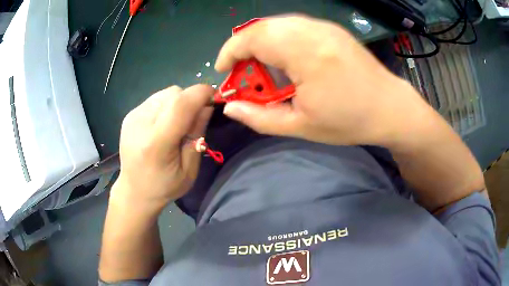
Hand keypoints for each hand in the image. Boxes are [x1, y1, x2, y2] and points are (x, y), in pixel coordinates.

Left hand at [111, 85, 213, 209]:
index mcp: (157, 142)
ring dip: (178, 102)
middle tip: (193, 120)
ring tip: (176, 124)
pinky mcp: (130, 115)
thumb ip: (197, 135)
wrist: (134, 191)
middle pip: (174, 93)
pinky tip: (163, 124)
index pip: (181, 104)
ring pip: (166, 93)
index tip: (215, 97)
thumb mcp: (189, 169)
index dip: (201, 94)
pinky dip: (166, 106)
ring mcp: (133, 117)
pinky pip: (156, 99)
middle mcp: (141, 123)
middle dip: (190, 100)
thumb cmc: (164, 186)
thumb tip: (207, 106)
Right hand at [215, 15, 429, 146]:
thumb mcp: (301, 127)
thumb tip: (230, 108)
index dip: (230, 51)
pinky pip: (294, 25)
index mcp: (305, 54)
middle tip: (244, 73)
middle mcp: (313, 31)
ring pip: (277, 23)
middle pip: (262, 27)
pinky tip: (285, 58)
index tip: (223, 70)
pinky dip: (279, 38)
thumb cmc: (349, 121)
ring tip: (263, 67)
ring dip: (261, 42)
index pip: (253, 38)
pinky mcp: (331, 28)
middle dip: (243, 47)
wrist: (390, 108)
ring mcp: (324, 27)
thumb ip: (260, 118)